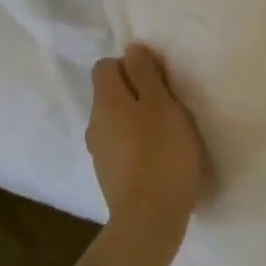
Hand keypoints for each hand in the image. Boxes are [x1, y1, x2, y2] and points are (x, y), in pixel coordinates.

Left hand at [87, 44, 205, 242]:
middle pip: (111, 94)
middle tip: (170, 106)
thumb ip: (147, 75)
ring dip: (137, 120)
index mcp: (106, 101)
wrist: (150, 216)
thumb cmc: (162, 153)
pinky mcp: (109, 175)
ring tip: (168, 134)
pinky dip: (137, 145)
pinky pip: (120, 146)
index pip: (106, 66)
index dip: (132, 66)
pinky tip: (159, 158)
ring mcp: (99, 152)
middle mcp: (94, 123)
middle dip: (136, 93)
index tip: (159, 79)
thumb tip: (132, 49)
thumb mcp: (162, 104)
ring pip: (116, 121)